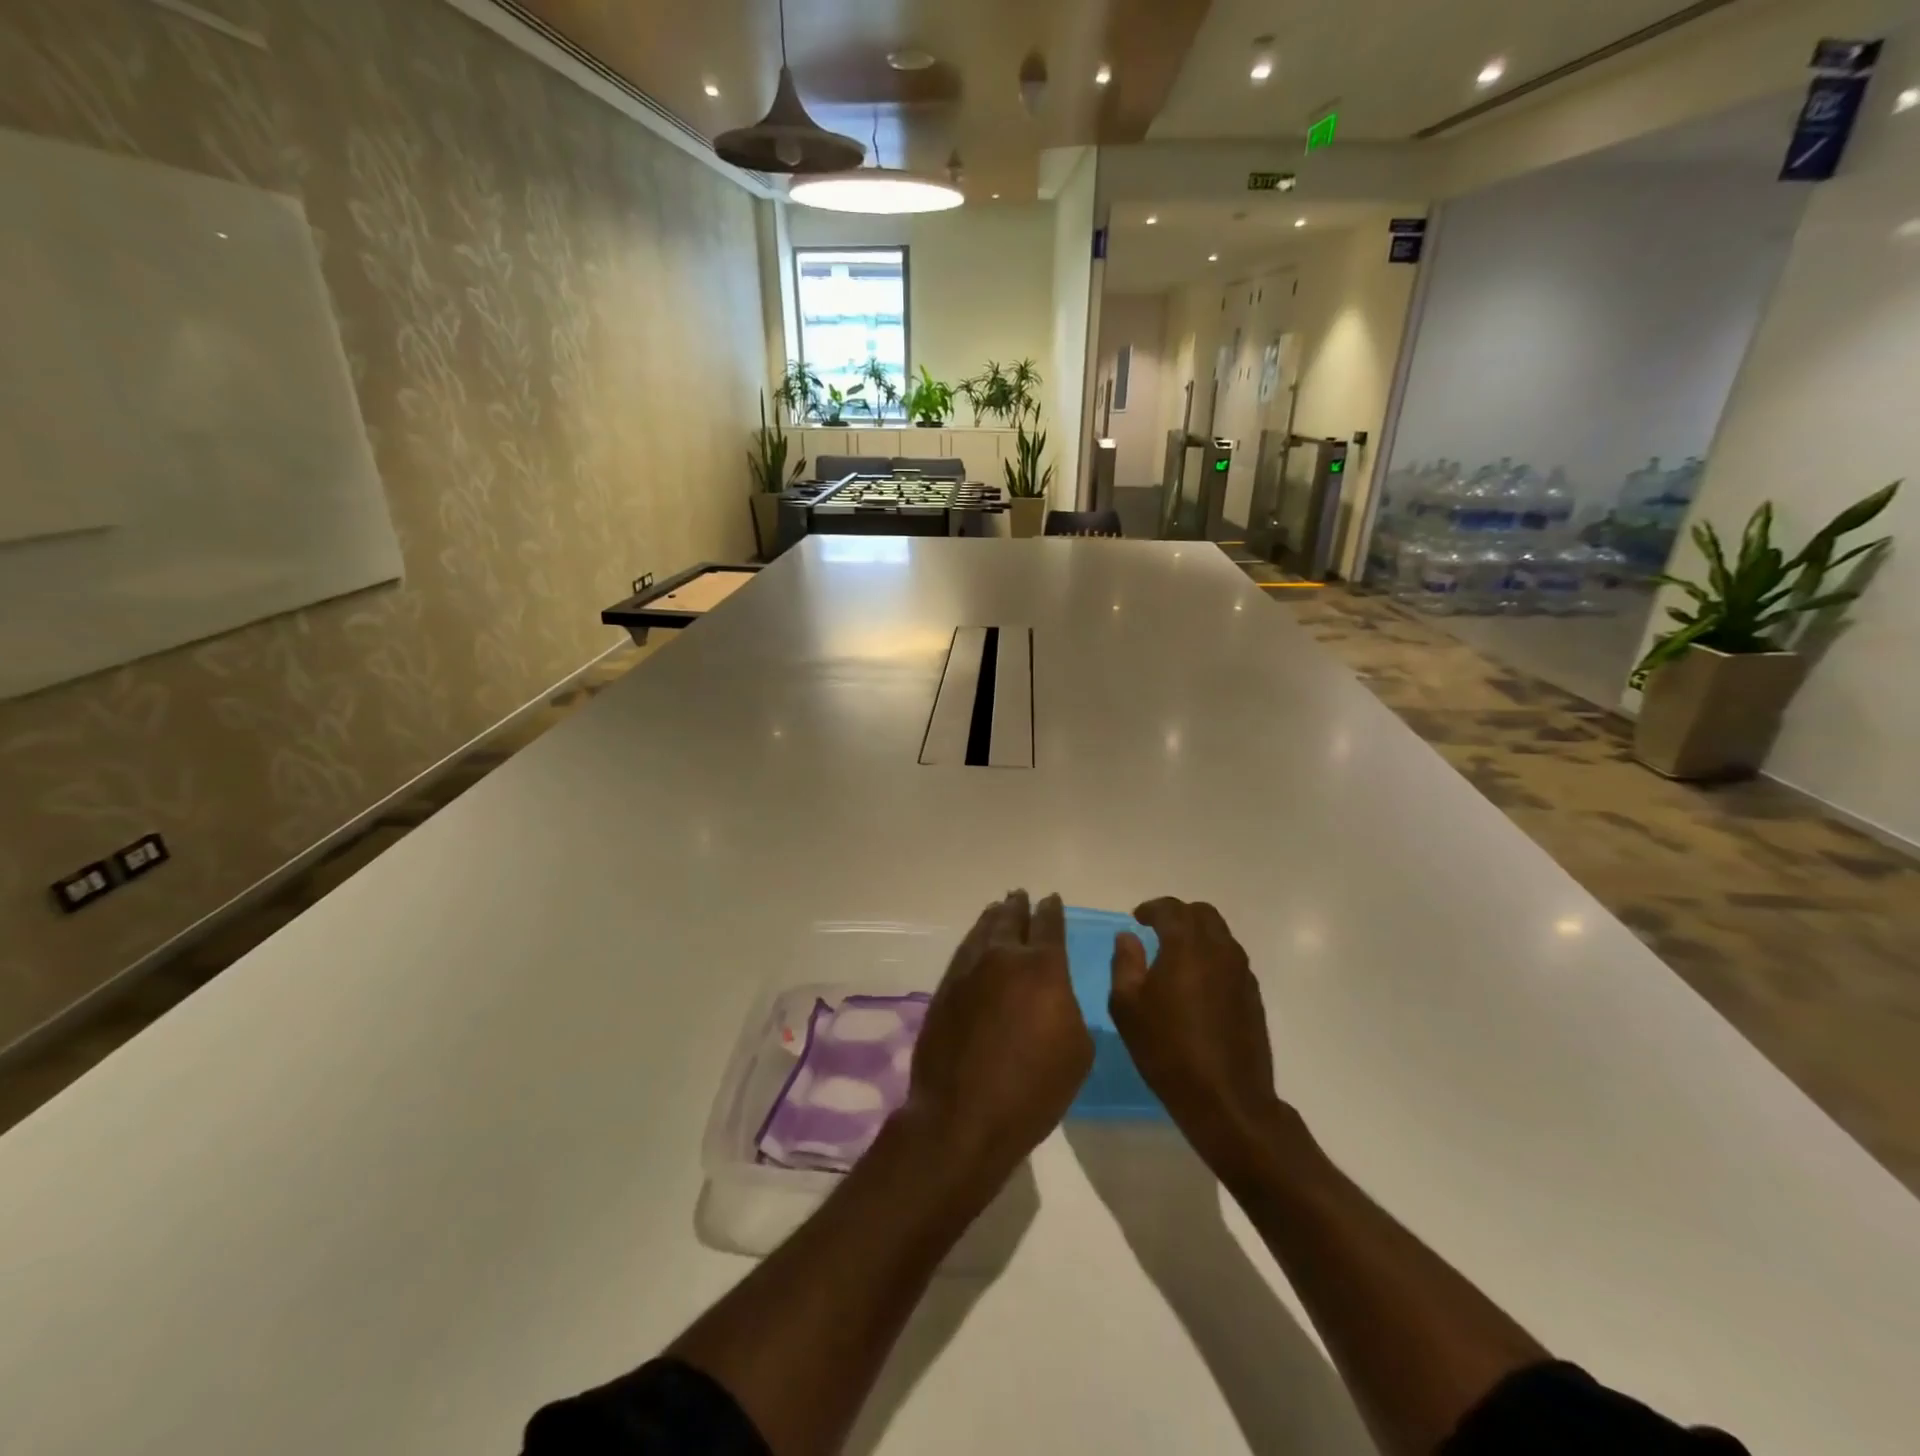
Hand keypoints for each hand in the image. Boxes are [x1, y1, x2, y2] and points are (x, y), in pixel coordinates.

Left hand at [903, 892, 1092, 1186]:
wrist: (963, 1116)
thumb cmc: (1033, 1089)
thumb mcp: (1077, 1051)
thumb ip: (1069, 1009)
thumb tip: (1053, 994)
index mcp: (1043, 968)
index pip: (1049, 925)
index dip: (1052, 910)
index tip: (1052, 899)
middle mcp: (1003, 958)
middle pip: (1011, 920)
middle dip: (1018, 906)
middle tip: (1020, 895)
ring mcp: (968, 971)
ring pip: (983, 931)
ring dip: (993, 918)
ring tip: (998, 909)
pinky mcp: (944, 989)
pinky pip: (964, 952)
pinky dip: (974, 940)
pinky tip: (976, 942)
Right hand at [1109, 898, 1284, 1170]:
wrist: (1226, 1100)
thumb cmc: (1167, 1050)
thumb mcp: (1127, 1007)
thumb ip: (1125, 964)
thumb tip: (1128, 938)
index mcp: (1186, 946)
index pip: (1171, 909)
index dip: (1151, 909)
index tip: (1137, 918)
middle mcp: (1219, 950)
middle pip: (1202, 914)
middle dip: (1178, 915)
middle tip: (1156, 930)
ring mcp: (1241, 973)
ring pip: (1220, 935)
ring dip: (1198, 935)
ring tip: (1175, 956)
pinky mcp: (1253, 995)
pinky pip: (1231, 960)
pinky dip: (1212, 957)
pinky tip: (1196, 983)